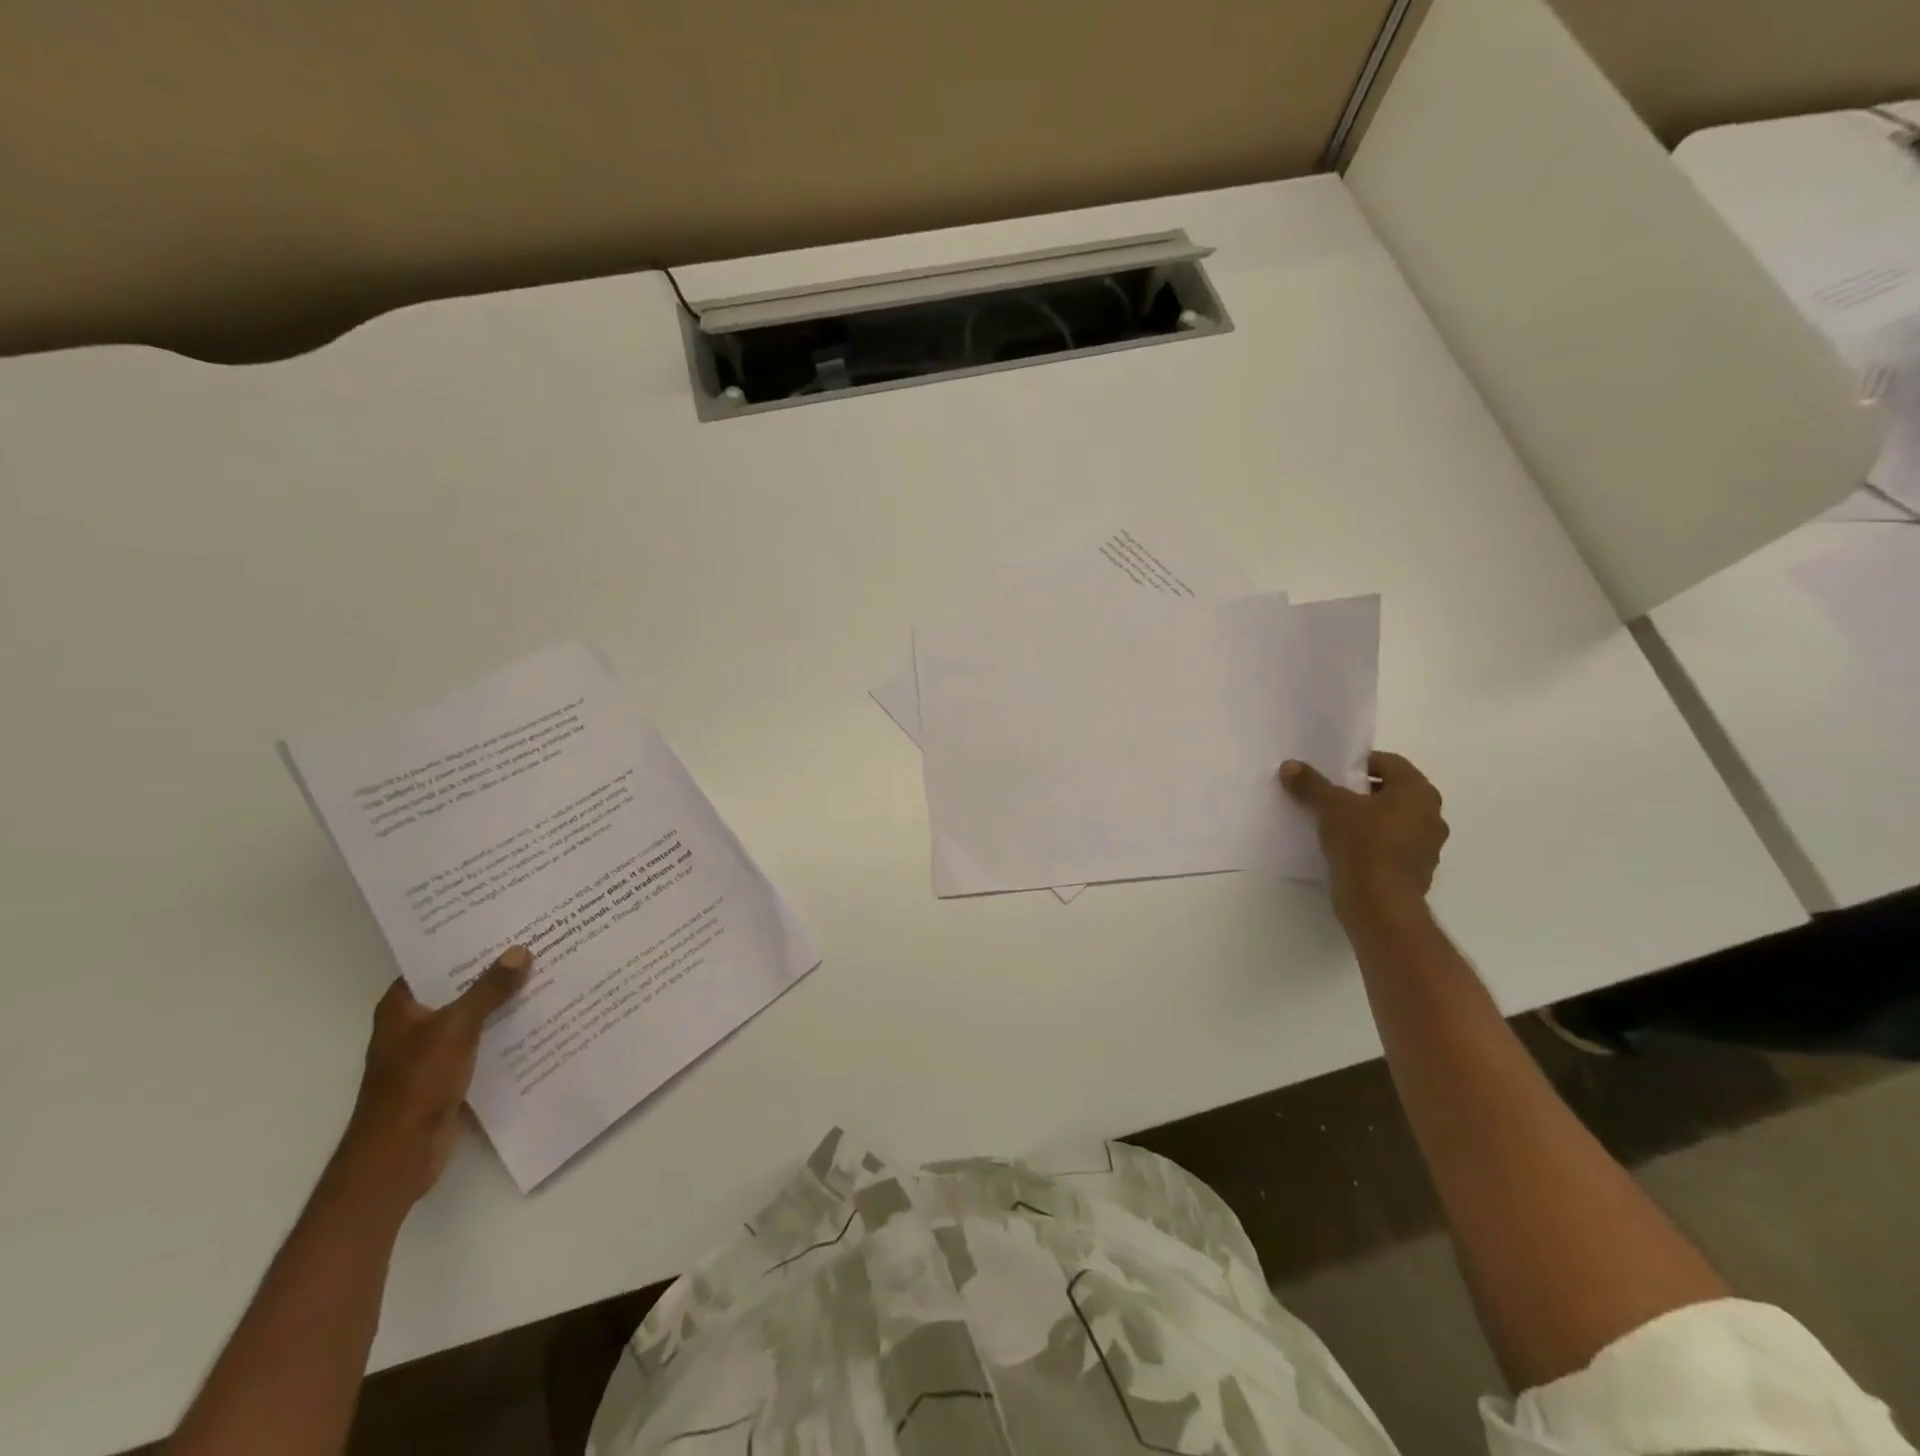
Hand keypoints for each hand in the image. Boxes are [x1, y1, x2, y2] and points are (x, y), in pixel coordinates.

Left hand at [331, 945, 531, 1207]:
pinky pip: (482, 1041)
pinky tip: (537, 1018)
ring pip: (472, 1015)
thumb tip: (519, 951)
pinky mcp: (449, 1074)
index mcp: (401, 1007)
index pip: (434, 962)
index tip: (502, 923)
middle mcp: (413, 1024)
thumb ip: (489, 990)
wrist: (398, 1156)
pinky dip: (503, 1030)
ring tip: (544, 973)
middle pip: (457, 987)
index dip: (465, 943)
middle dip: (492, 970)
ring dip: (502, 1001)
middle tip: (534, 942)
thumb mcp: (457, 1028)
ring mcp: (431, 1051)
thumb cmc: (417, 1084)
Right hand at [1280, 752, 1448, 925]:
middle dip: (1359, 792)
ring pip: (1391, 820)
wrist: (1380, 906)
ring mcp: (1427, 846)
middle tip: (1328, 796)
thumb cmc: (1363, 845)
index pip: (1388, 763)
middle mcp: (1431, 815)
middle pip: (1390, 792)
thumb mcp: (1331, 808)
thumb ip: (1311, 784)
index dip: (1357, 764)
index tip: (1331, 773)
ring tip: (1332, 823)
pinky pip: (1390, 846)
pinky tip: (1344, 849)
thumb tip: (1289, 765)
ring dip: (1366, 819)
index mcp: (1418, 792)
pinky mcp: (1416, 871)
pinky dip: (1370, 843)